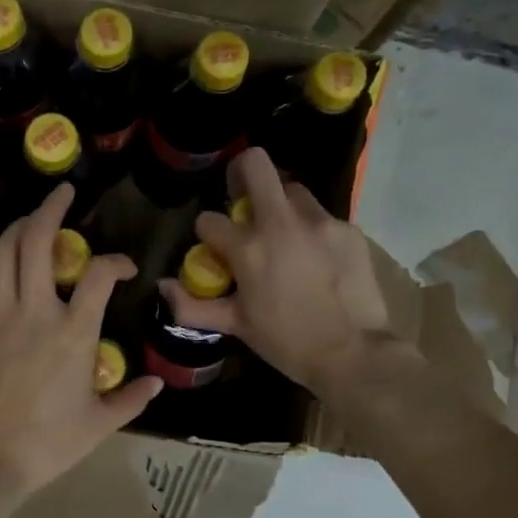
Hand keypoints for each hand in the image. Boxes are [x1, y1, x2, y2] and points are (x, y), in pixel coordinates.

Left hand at [0, 184, 162, 495]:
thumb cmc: (47, 443)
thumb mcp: (99, 424)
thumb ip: (131, 398)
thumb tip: (156, 383)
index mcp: (74, 333)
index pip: (100, 274)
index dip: (116, 261)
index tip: (123, 268)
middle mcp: (35, 311)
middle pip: (39, 241)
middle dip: (52, 208)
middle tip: (64, 193)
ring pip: (4, 251)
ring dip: (20, 227)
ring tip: (32, 219)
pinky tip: (0, 255)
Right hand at [160, 147, 392, 391]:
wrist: (354, 353)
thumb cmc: (287, 342)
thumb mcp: (236, 326)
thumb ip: (192, 305)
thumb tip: (163, 285)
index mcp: (248, 248)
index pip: (209, 220)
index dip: (207, 233)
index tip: (215, 248)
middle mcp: (282, 223)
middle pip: (256, 164)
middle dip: (241, 173)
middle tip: (241, 198)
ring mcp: (319, 222)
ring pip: (292, 190)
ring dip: (279, 205)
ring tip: (283, 235)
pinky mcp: (348, 229)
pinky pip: (321, 217)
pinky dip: (310, 230)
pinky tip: (315, 258)